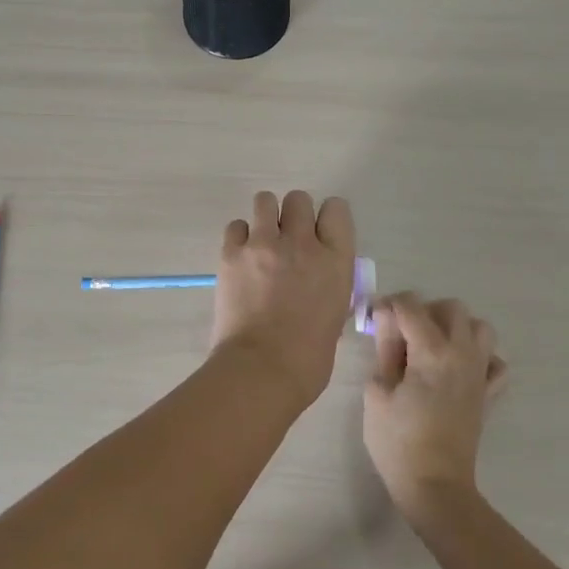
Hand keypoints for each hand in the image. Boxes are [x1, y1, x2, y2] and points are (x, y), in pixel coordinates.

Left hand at [211, 191, 355, 405]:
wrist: (262, 369)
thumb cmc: (308, 357)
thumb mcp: (336, 314)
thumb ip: (329, 284)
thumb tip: (316, 278)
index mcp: (336, 260)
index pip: (336, 209)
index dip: (327, 218)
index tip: (319, 234)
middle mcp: (302, 242)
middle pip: (299, 199)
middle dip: (294, 215)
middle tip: (287, 240)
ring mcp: (264, 244)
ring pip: (265, 201)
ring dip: (266, 217)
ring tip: (261, 242)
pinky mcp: (232, 253)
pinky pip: (236, 226)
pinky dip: (240, 237)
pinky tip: (241, 258)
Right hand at [362, 293, 507, 521]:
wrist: (435, 486)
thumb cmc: (398, 441)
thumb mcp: (377, 392)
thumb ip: (385, 350)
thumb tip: (387, 323)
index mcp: (432, 351)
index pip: (410, 306)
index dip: (388, 305)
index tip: (373, 319)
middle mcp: (462, 354)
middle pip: (452, 308)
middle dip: (425, 310)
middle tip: (403, 333)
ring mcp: (480, 374)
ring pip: (480, 328)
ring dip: (456, 328)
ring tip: (433, 346)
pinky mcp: (489, 394)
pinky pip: (496, 362)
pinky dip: (481, 358)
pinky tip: (460, 369)